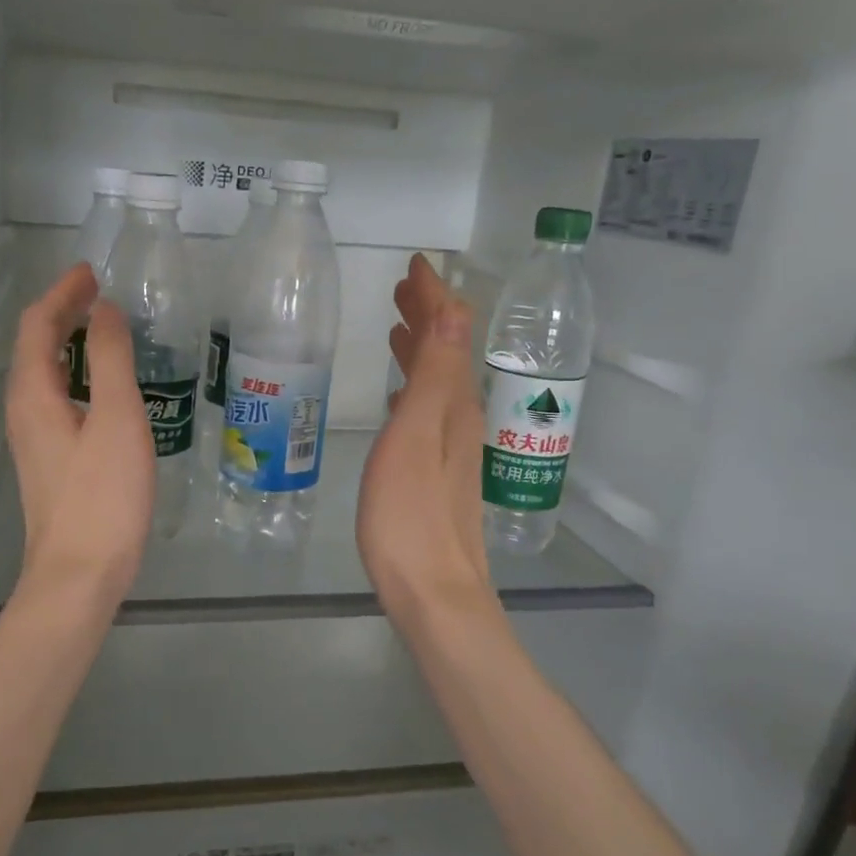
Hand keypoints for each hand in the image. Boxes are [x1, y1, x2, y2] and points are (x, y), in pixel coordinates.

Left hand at [6, 263, 155, 606]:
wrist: (80, 573)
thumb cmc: (103, 496)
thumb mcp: (117, 418)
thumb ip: (112, 358)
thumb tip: (104, 310)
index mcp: (34, 394)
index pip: (38, 326)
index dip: (61, 294)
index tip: (91, 272)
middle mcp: (24, 411)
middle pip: (35, 347)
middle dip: (62, 313)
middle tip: (98, 294)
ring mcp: (34, 439)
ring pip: (44, 374)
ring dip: (68, 343)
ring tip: (102, 329)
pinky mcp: (50, 461)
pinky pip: (57, 398)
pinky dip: (76, 374)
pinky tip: (104, 387)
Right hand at [358, 255, 492, 623]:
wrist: (434, 592)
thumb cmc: (410, 515)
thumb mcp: (417, 435)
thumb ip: (436, 373)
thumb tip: (454, 307)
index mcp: (454, 403)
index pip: (450, 332)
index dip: (434, 295)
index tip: (416, 263)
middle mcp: (460, 419)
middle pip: (448, 354)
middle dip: (428, 316)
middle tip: (402, 288)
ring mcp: (451, 448)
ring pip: (438, 381)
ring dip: (421, 349)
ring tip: (396, 328)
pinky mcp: (437, 474)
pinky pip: (428, 410)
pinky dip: (415, 387)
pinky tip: (400, 396)